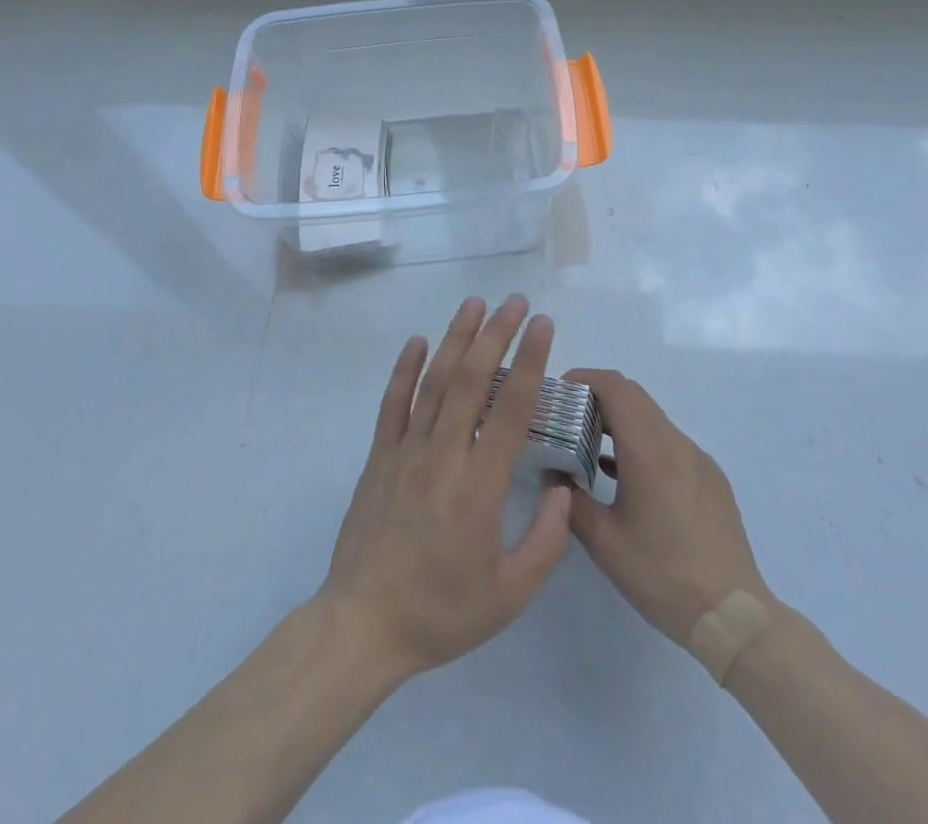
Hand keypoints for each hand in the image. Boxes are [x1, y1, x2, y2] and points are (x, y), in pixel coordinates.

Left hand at [320, 296, 572, 681]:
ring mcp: (406, 451)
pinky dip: (405, 369)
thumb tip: (562, 488)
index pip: (511, 408)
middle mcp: (444, 455)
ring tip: (474, 304)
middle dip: (496, 334)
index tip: (543, 325)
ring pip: (435, 381)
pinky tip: (418, 341)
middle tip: (515, 302)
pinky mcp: (379, 457)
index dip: (530, 361)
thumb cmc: (442, 612)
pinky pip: (393, 403)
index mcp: (480, 485)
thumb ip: (547, 540)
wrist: (364, 625)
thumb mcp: (510, 594)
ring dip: (456, 338)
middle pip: (472, 380)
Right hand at [564, 368, 767, 646]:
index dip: (585, 379)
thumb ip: (570, 501)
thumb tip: (551, 474)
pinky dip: (642, 442)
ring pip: (652, 419)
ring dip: (621, 420)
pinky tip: (624, 476)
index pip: (616, 387)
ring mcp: (698, 459)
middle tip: (568, 418)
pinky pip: (669, 443)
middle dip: (598, 397)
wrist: (734, 616)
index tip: (559, 393)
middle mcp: (677, 443)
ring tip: (589, 446)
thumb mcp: (604, 543)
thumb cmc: (663, 575)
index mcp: (650, 450)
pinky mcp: (710, 478)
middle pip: (634, 396)